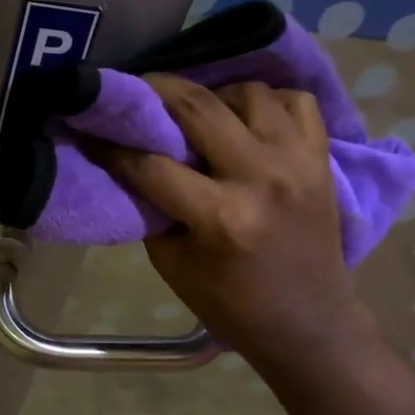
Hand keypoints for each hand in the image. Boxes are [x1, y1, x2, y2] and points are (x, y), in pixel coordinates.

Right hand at [98, 75, 379, 364]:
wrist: (309, 324)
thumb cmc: (233, 304)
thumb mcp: (173, 264)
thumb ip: (151, 208)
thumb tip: (128, 160)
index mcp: (221, 217)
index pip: (152, 164)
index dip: (113, 145)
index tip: (92, 127)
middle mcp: (262, 178)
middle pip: (198, 107)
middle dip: (156, 90)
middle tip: (136, 90)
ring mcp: (298, 162)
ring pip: (249, 91)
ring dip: (216, 95)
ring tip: (201, 112)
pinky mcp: (321, 158)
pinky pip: (296, 100)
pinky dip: (269, 101)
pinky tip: (248, 119)